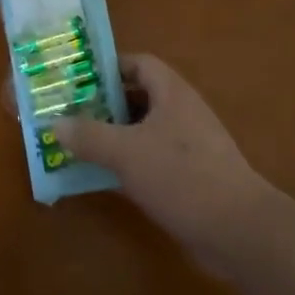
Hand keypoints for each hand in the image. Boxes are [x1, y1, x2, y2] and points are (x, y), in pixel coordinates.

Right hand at [49, 55, 270, 260]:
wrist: (239, 231)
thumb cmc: (181, 177)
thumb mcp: (125, 152)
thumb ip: (88, 135)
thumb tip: (55, 122)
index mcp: (172, 93)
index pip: (138, 63)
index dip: (108, 67)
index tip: (77, 80)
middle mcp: (182, 113)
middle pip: (138, 96)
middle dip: (103, 104)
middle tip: (69, 113)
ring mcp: (189, 146)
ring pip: (143, 130)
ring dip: (113, 136)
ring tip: (78, 144)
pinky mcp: (190, 176)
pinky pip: (151, 159)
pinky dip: (127, 163)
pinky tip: (103, 177)